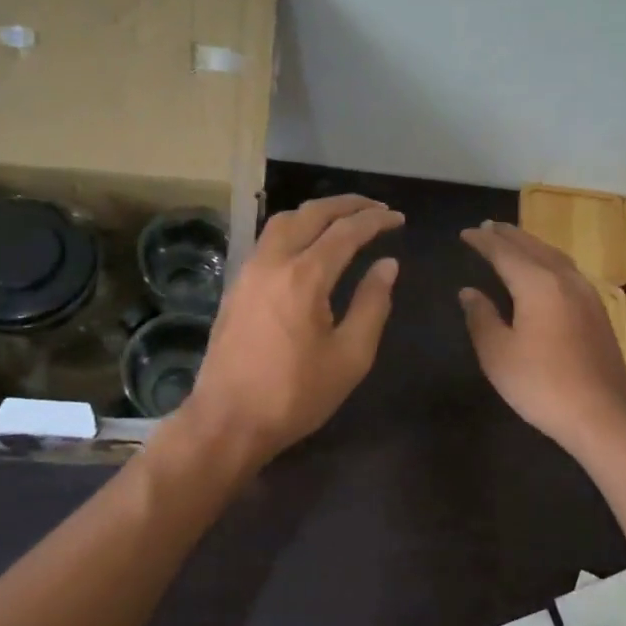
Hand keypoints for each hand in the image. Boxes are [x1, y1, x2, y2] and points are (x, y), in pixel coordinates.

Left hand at [179, 195, 402, 472]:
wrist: (228, 420)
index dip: (375, 220)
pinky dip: (294, 229)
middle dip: (346, 204)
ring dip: (315, 212)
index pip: (346, 231)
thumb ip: (372, 305)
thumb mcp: (350, 357)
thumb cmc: (295, 395)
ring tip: (342, 218)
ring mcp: (248, 272)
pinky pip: (268, 241)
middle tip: (375, 207)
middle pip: (311, 214)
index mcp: (305, 277)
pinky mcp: (236, 287)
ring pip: (282, 222)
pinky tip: (307, 245)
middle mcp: (273, 262)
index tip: (398, 218)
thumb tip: (387, 265)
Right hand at [459, 220, 625, 461]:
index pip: (504, 253)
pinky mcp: (597, 312)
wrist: (603, 416)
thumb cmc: (542, 385)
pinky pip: (567, 271)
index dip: (483, 242)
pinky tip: (544, 271)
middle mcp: (564, 280)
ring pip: (554, 256)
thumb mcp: (498, 354)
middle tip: (487, 227)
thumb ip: (481, 318)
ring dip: (530, 245)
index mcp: (538, 284)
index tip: (465, 233)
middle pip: (533, 247)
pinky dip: (547, 260)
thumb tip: (469, 292)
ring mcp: (586, 294)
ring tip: (513, 241)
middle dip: (508, 236)